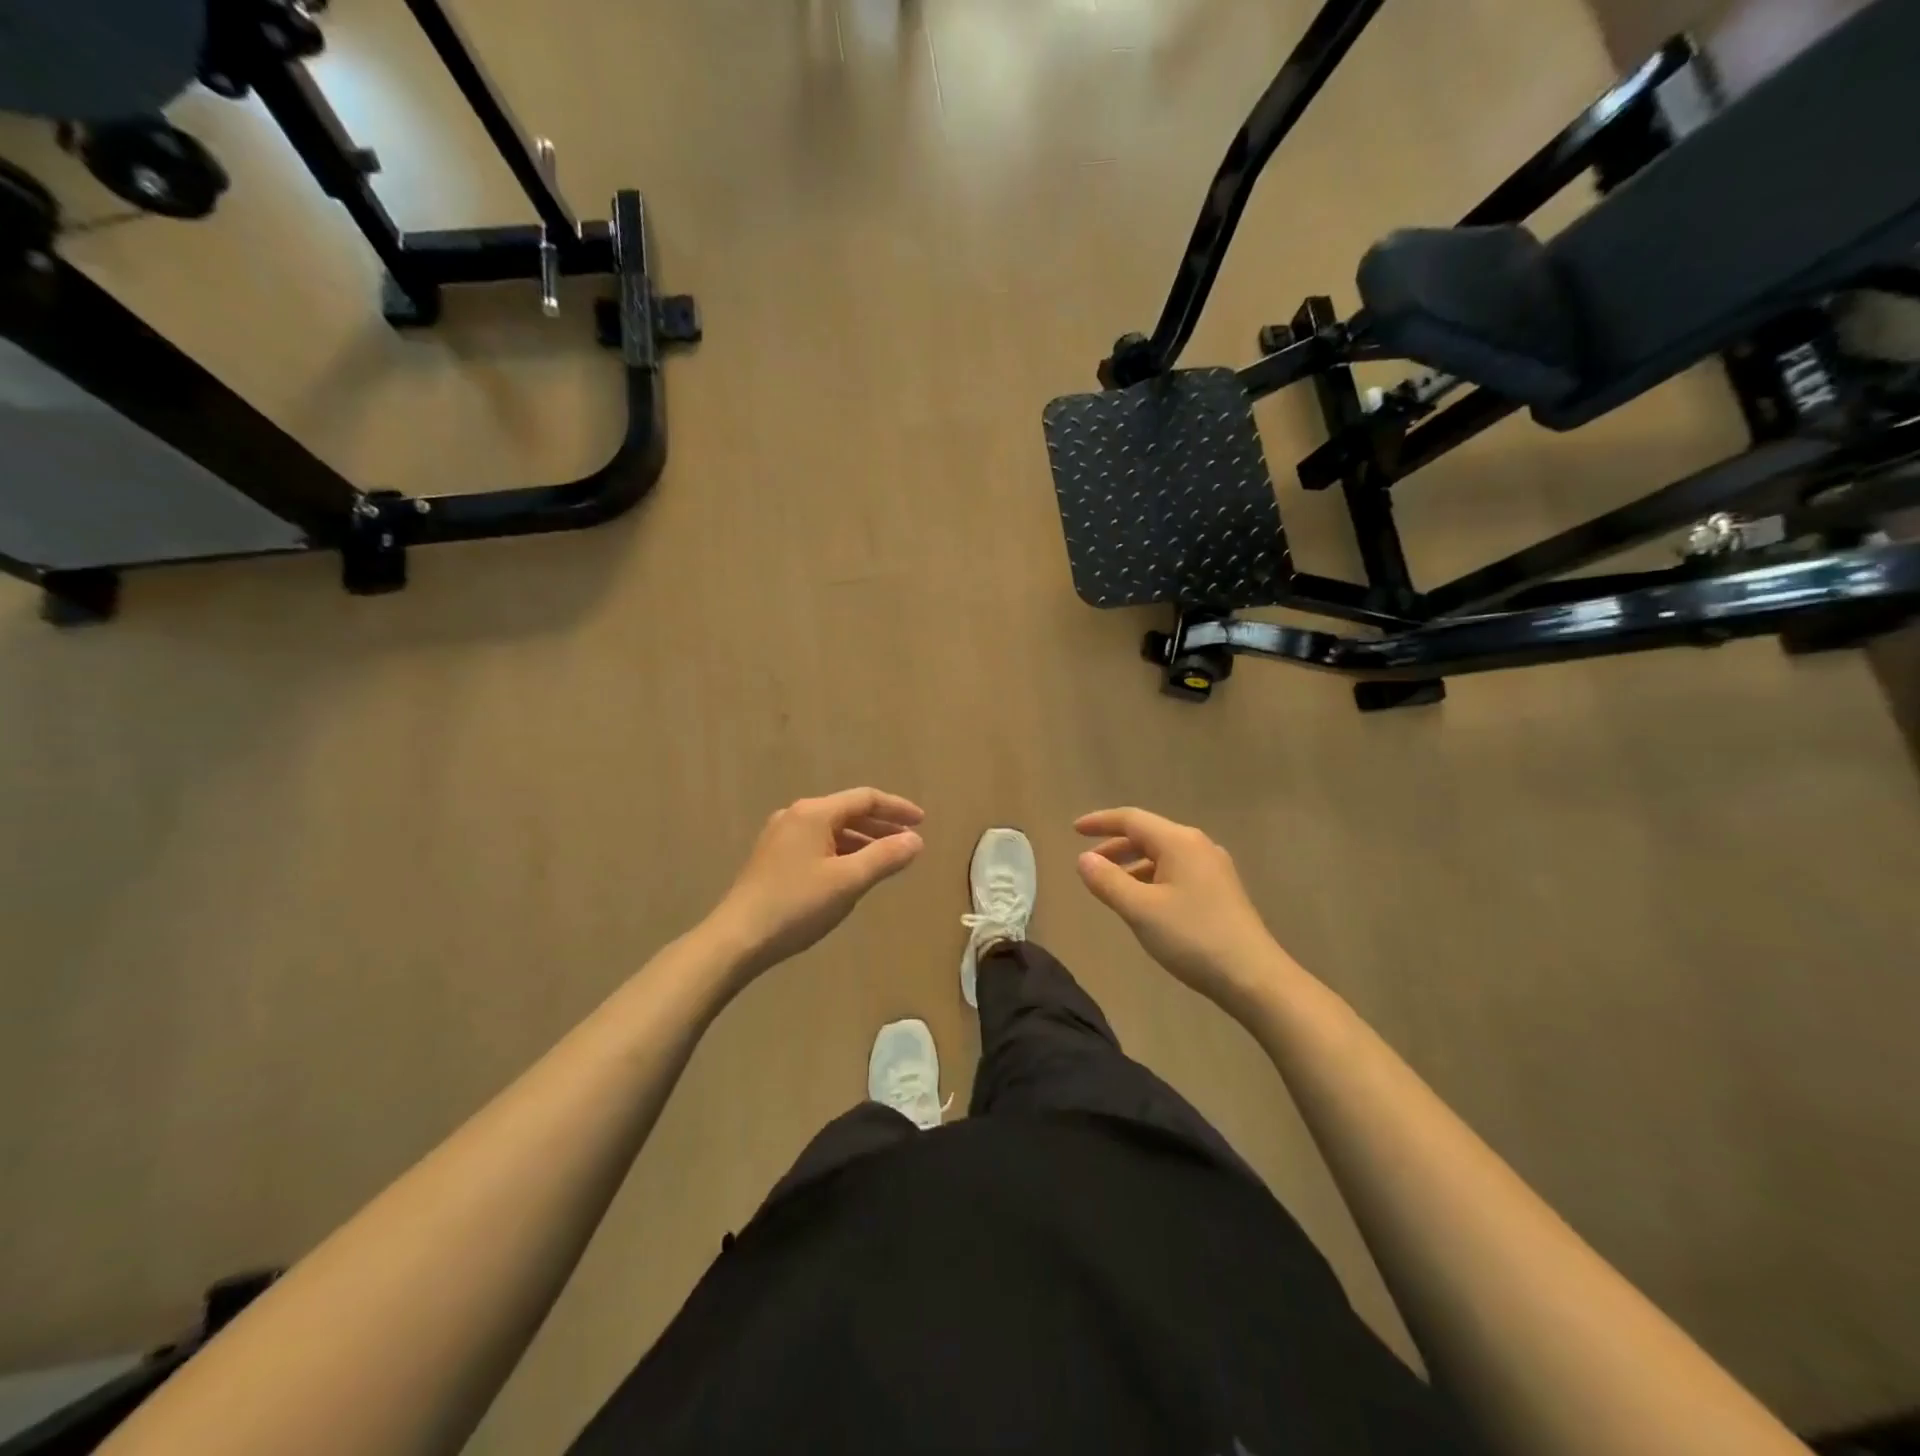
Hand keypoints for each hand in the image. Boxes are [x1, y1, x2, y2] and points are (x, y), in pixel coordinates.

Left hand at [709, 788, 924, 976]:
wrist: (737, 939)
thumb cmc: (797, 906)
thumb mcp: (848, 881)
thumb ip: (885, 857)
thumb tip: (915, 840)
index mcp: (814, 813)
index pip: (865, 799)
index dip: (897, 808)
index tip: (922, 822)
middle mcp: (796, 816)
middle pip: (848, 811)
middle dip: (882, 824)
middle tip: (909, 841)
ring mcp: (780, 836)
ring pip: (832, 829)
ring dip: (862, 840)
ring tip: (887, 859)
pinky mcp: (772, 857)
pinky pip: (818, 843)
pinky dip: (842, 851)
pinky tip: (851, 871)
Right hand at [1075, 807, 1283, 1012]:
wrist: (1254, 977)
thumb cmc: (1193, 938)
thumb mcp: (1140, 910)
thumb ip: (1107, 881)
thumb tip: (1083, 859)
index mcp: (1179, 842)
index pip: (1131, 820)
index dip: (1100, 822)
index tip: (1074, 830)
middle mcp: (1198, 846)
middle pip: (1149, 835)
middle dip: (1115, 846)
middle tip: (1088, 863)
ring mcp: (1213, 868)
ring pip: (1163, 855)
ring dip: (1133, 865)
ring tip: (1111, 886)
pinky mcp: (1221, 891)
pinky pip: (1177, 871)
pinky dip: (1152, 878)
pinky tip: (1144, 902)